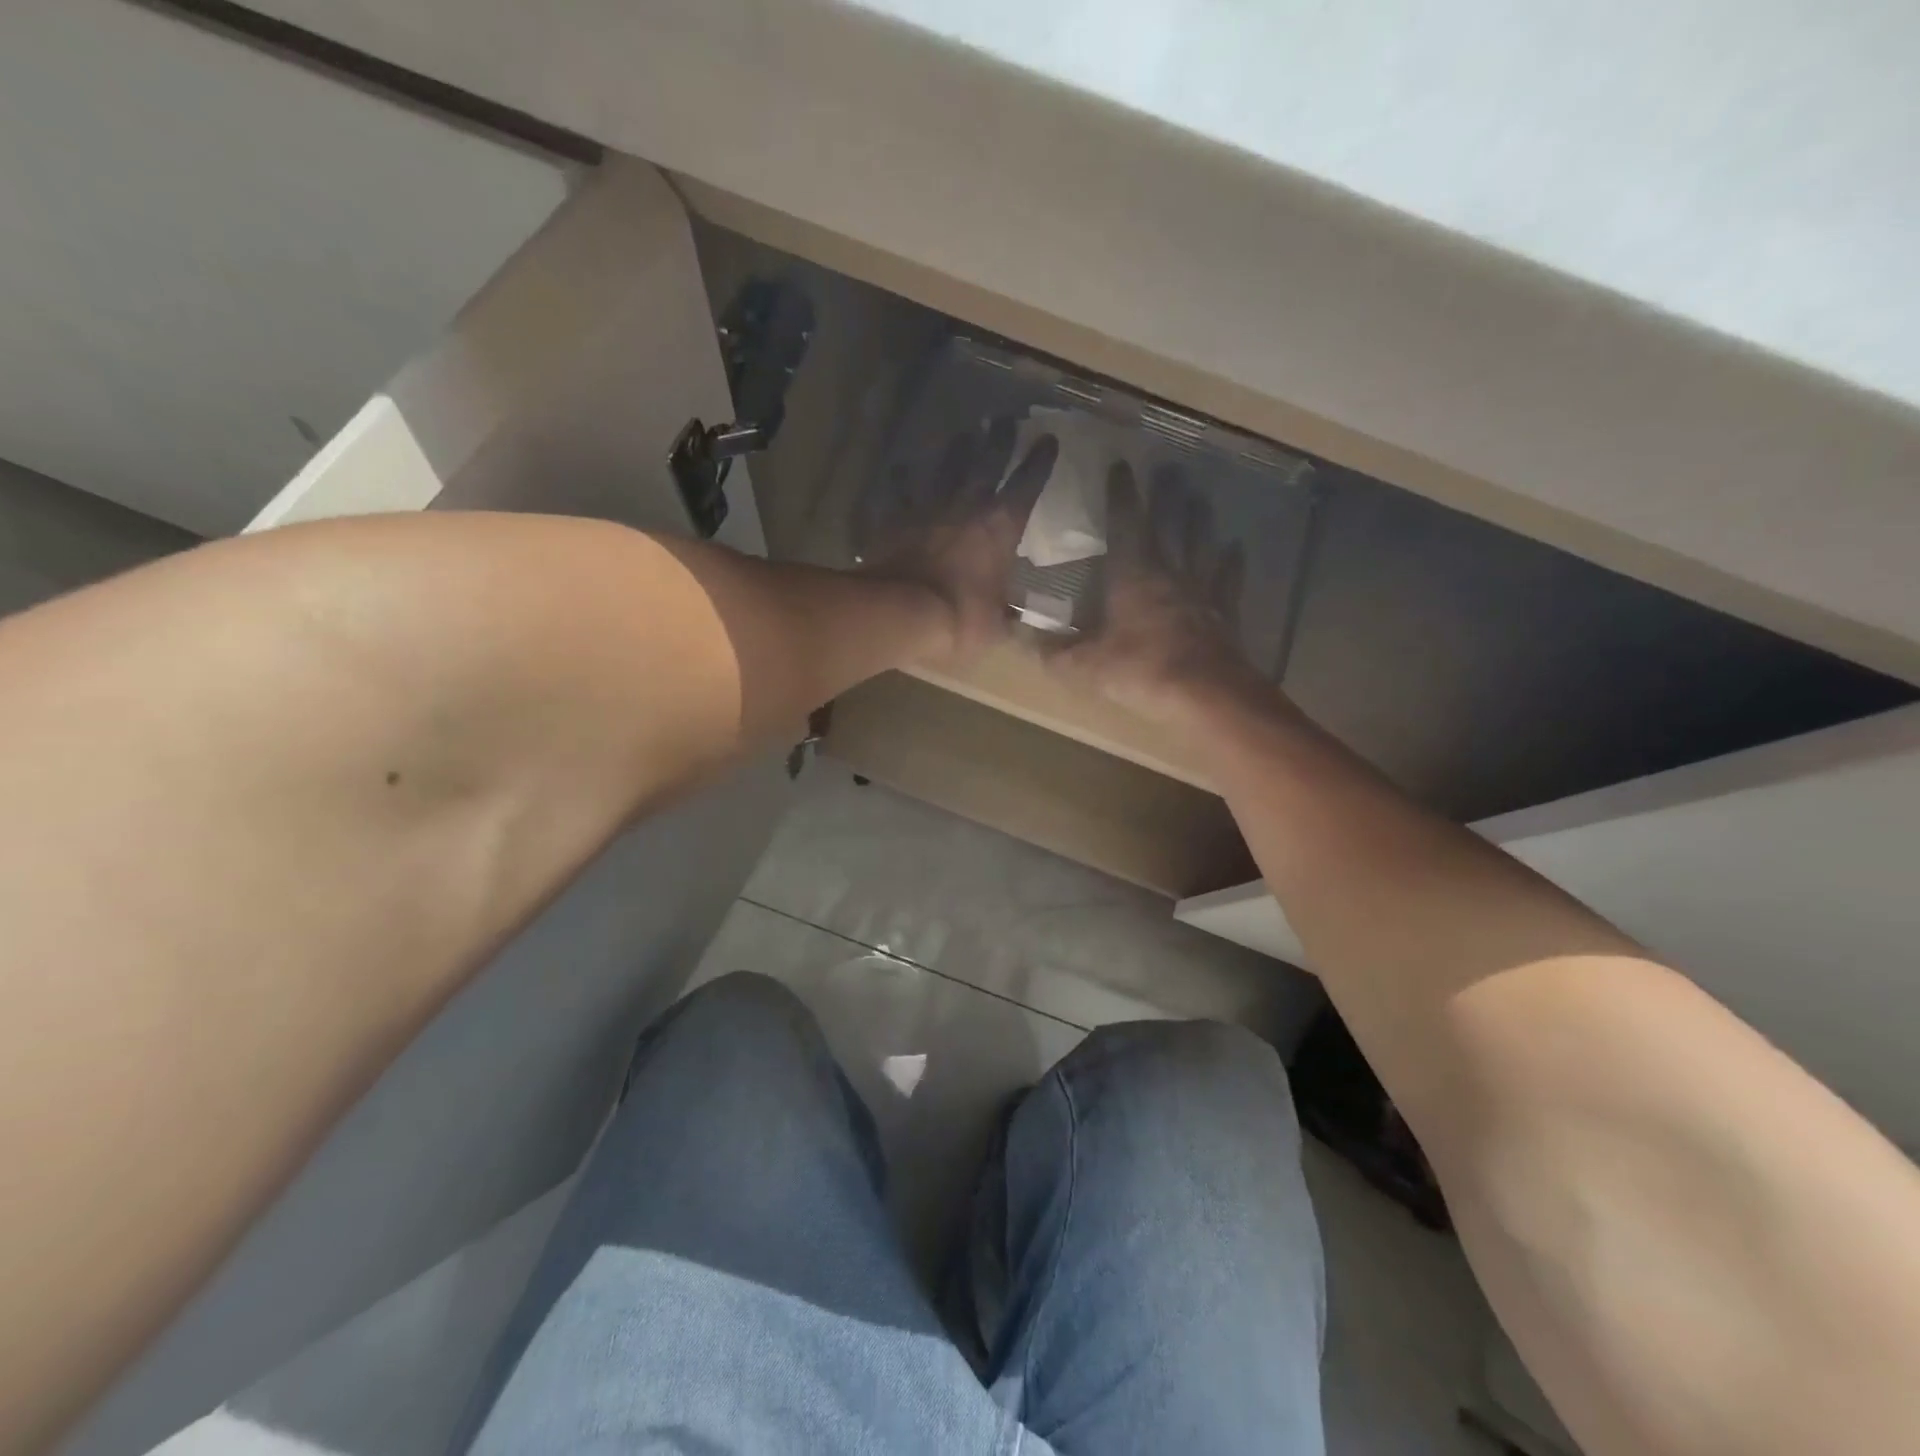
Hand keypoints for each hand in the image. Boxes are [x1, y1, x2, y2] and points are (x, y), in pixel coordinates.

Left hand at [864, 419, 1057, 667]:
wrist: (900, 612)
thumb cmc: (959, 619)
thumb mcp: (996, 628)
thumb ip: (1010, 619)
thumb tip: (1021, 622)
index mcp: (1001, 528)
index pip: (1027, 486)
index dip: (1039, 462)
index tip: (1048, 439)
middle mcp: (967, 506)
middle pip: (986, 463)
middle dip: (998, 440)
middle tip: (1003, 419)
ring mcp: (927, 508)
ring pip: (944, 469)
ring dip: (956, 450)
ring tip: (964, 433)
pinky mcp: (894, 518)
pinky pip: (899, 491)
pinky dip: (902, 479)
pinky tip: (900, 468)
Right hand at [1045, 461, 1266, 721]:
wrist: (1205, 694)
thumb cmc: (1140, 670)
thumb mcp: (1084, 665)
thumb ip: (1052, 651)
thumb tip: (1021, 637)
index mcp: (1133, 576)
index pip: (1125, 524)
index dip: (1121, 495)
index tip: (1120, 466)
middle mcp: (1170, 573)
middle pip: (1169, 525)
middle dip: (1166, 497)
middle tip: (1170, 469)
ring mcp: (1202, 592)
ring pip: (1201, 545)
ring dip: (1199, 521)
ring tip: (1200, 499)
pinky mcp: (1224, 614)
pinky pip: (1228, 581)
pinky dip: (1232, 564)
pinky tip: (1236, 550)